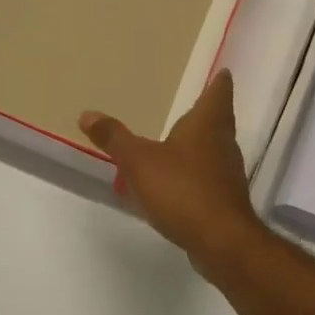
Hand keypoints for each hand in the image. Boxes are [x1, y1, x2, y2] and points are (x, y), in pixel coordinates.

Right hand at [79, 70, 265, 270]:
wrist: (222, 241)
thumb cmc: (182, 189)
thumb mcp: (139, 161)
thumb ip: (114, 138)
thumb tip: (87, 113)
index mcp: (207, 125)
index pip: (218, 94)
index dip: (220, 82)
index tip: (223, 73)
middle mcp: (223, 144)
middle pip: (219, 121)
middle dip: (208, 113)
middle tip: (195, 104)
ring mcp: (227, 174)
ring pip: (215, 149)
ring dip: (201, 144)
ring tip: (180, 140)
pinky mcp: (225, 201)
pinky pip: (210, 177)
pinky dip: (196, 173)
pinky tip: (179, 181)